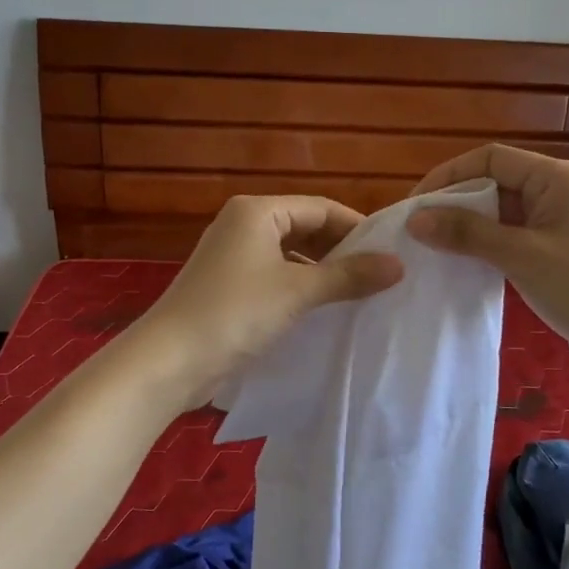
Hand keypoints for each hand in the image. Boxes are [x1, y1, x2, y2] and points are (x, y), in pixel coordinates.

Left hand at [136, 194, 403, 405]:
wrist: (169, 361)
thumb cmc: (235, 313)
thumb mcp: (298, 291)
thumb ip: (348, 276)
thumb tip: (398, 264)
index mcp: (257, 211)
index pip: (320, 207)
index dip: (357, 227)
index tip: (391, 252)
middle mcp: (243, 225)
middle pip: (305, 228)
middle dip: (341, 250)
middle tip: (380, 275)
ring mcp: (233, 258)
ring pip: (291, 255)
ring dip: (322, 272)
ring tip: (359, 293)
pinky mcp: (228, 287)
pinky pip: (275, 277)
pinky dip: (300, 288)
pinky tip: (323, 310)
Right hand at [405, 144, 568, 360]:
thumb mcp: (521, 256)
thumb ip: (467, 233)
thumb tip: (416, 219)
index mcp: (557, 177)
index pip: (491, 158)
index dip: (449, 176)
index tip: (414, 205)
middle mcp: (559, 190)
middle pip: (495, 182)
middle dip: (455, 203)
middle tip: (417, 230)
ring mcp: (558, 221)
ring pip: (501, 212)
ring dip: (468, 227)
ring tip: (431, 248)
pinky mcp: (555, 249)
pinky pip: (511, 236)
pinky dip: (485, 245)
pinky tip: (461, 263)